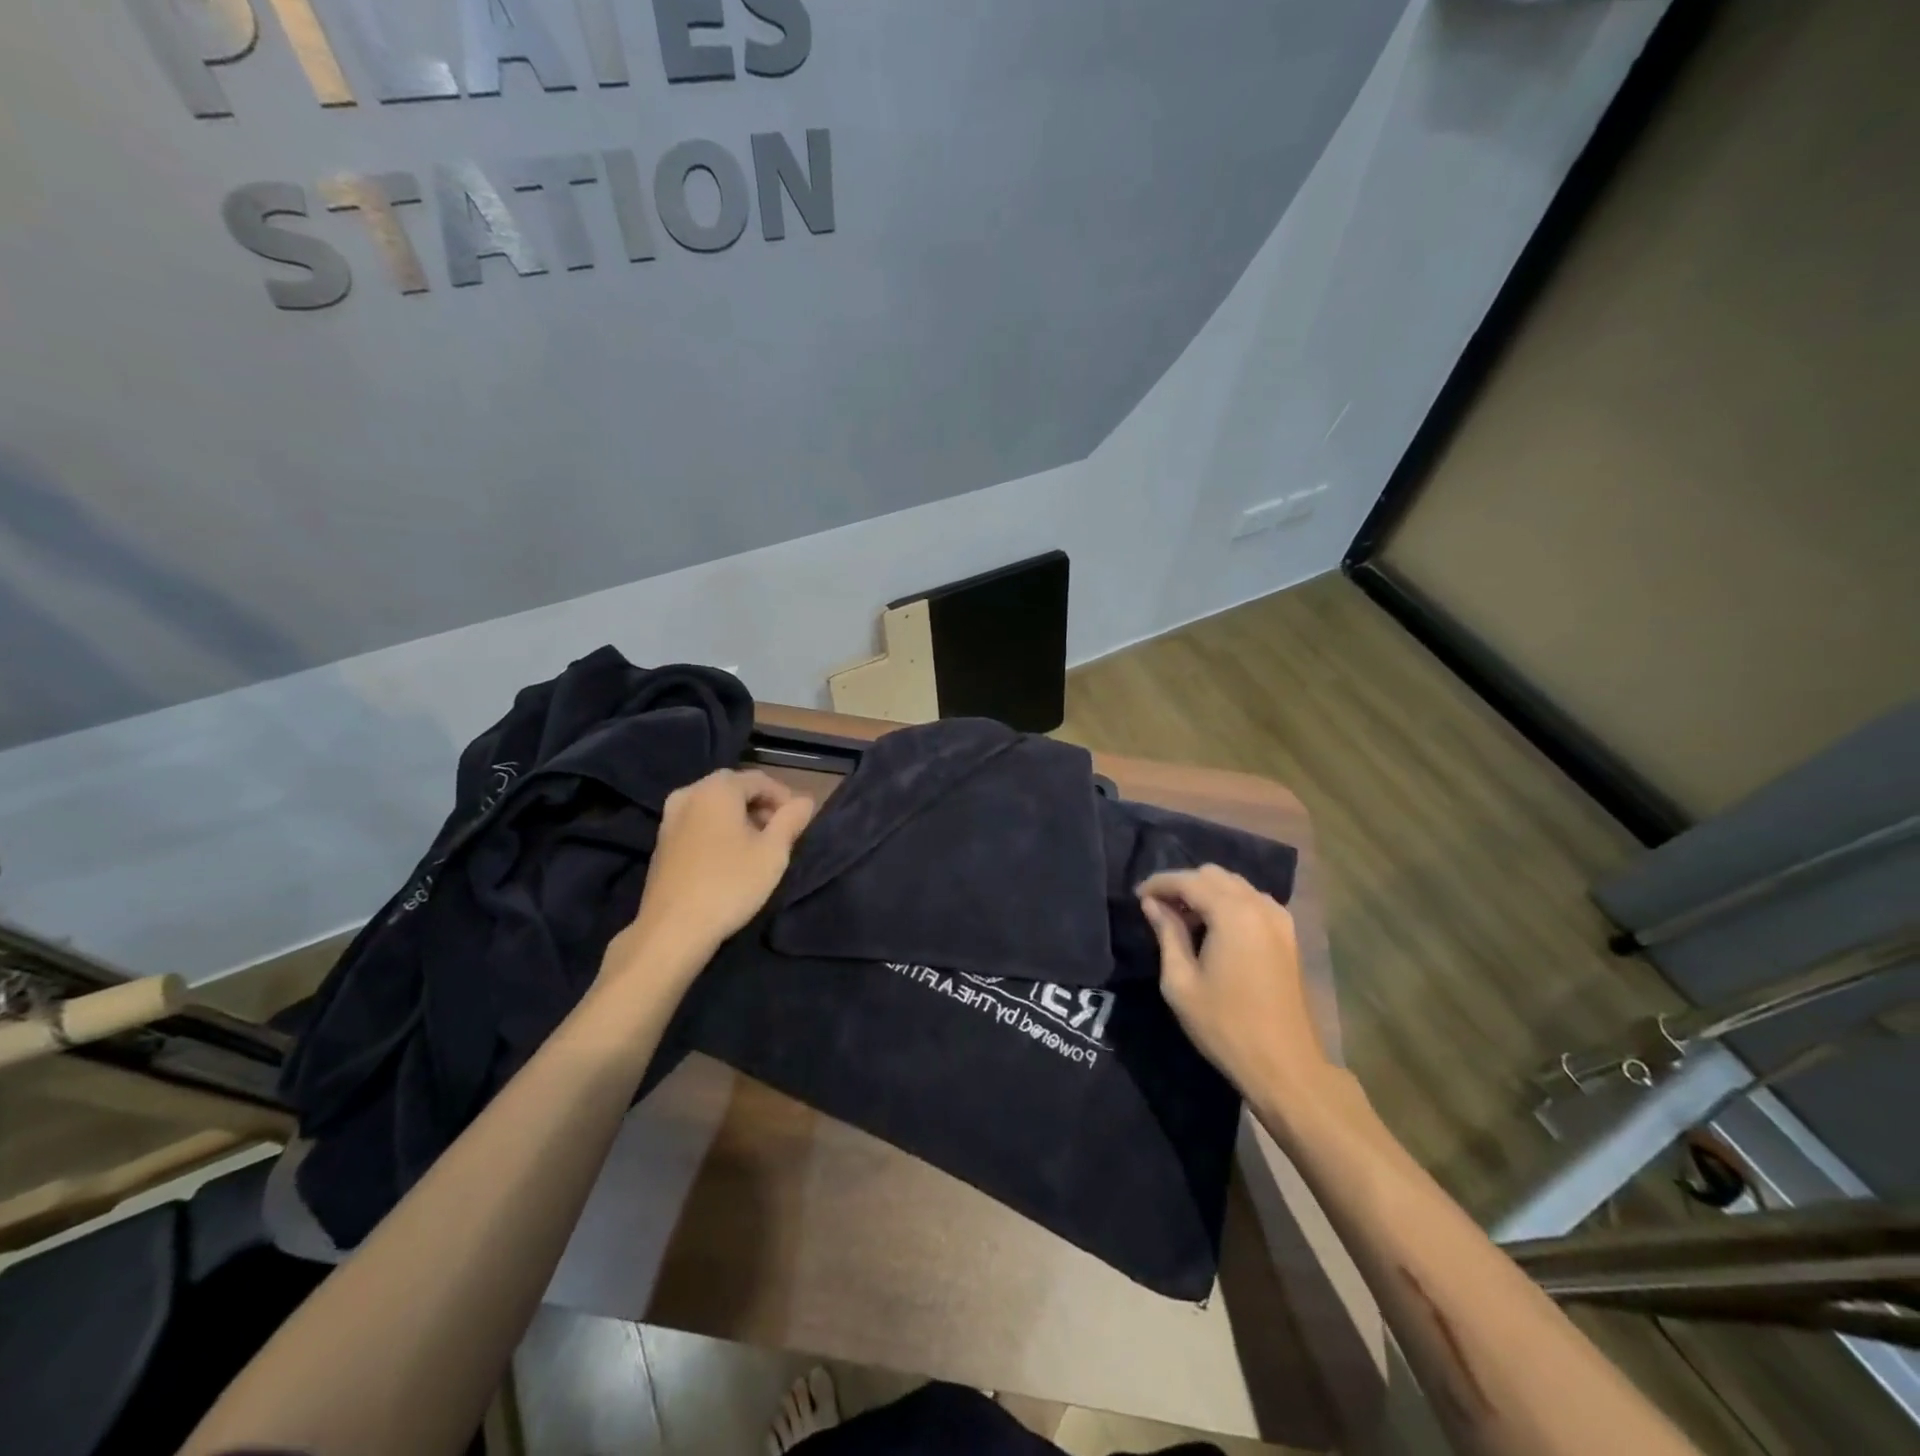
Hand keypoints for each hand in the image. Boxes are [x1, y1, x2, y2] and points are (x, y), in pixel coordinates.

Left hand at [603, 769, 814, 988]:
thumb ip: (791, 820)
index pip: (759, 779)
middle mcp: (689, 793)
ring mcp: (670, 818)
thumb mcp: (773, 852)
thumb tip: (804, 801)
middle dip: (760, 805)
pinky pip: (697, 822)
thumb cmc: (730, 884)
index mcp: (717, 789)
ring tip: (757, 845)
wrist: (672, 929)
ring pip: (713, 805)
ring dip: (739, 817)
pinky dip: (717, 829)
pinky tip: (729, 856)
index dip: (784, 797)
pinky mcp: (661, 842)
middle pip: (734, 788)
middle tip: (780, 832)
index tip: (798, 821)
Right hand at [1137, 866, 1332, 1101]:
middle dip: (1183, 884)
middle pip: (1213, 875)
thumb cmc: (1225, 1025)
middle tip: (1158, 908)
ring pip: (1235, 885)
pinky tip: (1213, 929)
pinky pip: (1252, 901)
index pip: (1188, 880)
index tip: (1137, 895)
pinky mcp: (1288, 935)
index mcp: (1233, 913)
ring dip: (1206, 892)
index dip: (1159, 883)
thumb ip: (1167, 934)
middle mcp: (1259, 905)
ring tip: (1182, 919)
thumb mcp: (1181, 982)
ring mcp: (1279, 919)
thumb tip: (1152, 904)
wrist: (1285, 1065)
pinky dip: (1229, 903)